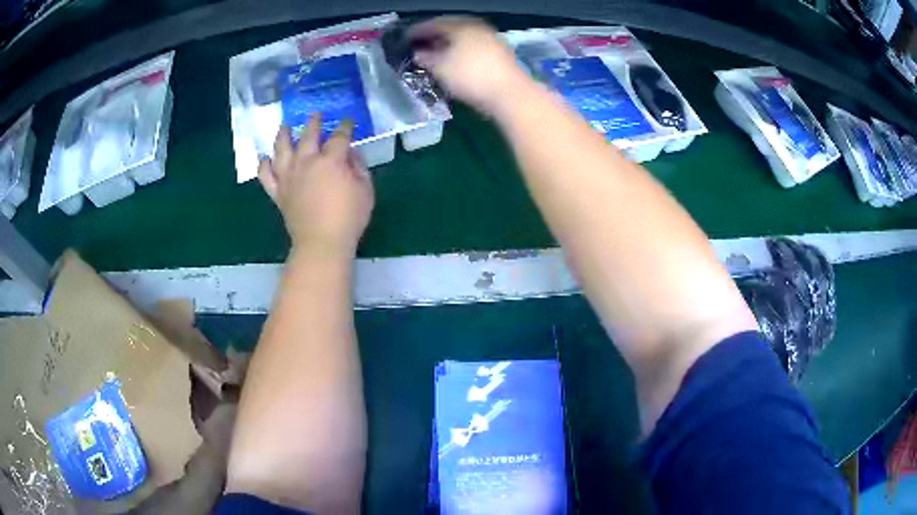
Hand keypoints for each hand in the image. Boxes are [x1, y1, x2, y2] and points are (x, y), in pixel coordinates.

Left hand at [258, 116, 374, 259]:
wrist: (321, 243)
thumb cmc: (349, 218)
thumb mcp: (366, 190)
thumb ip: (359, 168)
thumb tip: (351, 155)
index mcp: (330, 160)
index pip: (339, 136)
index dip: (345, 126)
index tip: (347, 122)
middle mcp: (306, 162)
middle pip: (308, 135)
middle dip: (313, 122)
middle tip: (315, 114)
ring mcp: (288, 176)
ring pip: (281, 149)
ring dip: (283, 135)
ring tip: (284, 126)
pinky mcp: (278, 192)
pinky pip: (266, 175)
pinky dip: (263, 165)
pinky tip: (265, 159)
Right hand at [409, 17, 530, 114]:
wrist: (511, 94)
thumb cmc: (471, 77)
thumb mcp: (441, 68)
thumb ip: (426, 58)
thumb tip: (419, 54)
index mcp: (461, 26)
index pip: (435, 23)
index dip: (418, 30)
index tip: (406, 38)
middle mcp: (477, 28)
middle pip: (451, 29)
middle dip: (434, 37)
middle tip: (420, 45)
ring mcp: (492, 40)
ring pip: (463, 39)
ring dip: (448, 45)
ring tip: (435, 55)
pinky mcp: (500, 55)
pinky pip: (474, 48)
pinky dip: (461, 53)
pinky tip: (455, 63)